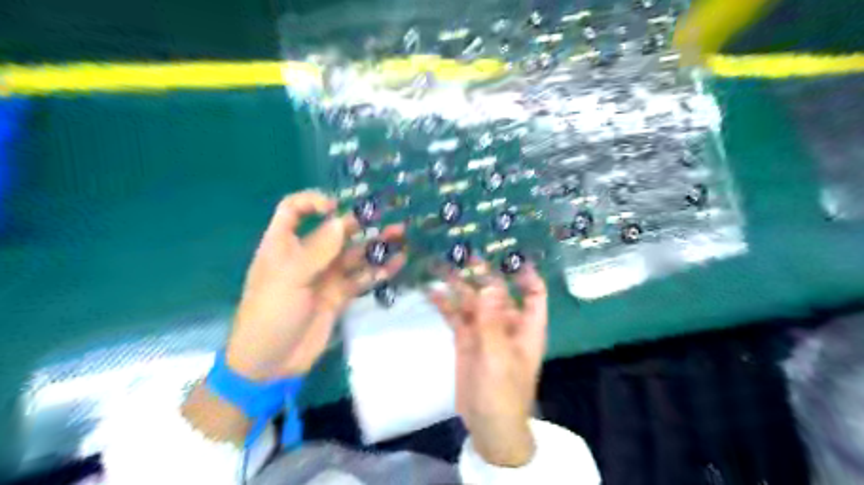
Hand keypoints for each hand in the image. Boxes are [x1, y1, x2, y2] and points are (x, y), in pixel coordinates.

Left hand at [224, 191, 403, 379]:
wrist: (272, 362)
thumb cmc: (271, 314)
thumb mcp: (289, 279)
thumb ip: (317, 250)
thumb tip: (341, 221)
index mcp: (284, 245)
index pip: (294, 210)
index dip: (313, 202)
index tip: (335, 207)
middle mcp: (307, 256)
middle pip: (335, 231)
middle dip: (360, 223)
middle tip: (387, 218)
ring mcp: (326, 276)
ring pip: (354, 254)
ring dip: (376, 245)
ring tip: (401, 237)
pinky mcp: (340, 295)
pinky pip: (362, 278)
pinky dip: (379, 270)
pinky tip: (398, 264)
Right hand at [431, 263, 549, 467]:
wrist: (488, 426)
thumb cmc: (503, 393)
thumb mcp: (499, 357)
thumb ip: (492, 321)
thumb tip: (491, 285)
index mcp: (526, 326)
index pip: (533, 293)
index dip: (525, 274)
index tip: (508, 255)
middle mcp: (507, 323)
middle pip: (497, 292)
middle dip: (482, 274)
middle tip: (463, 254)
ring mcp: (484, 330)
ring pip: (472, 301)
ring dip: (459, 285)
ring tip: (441, 265)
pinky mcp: (466, 339)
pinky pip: (456, 316)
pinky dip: (445, 304)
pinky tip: (431, 291)